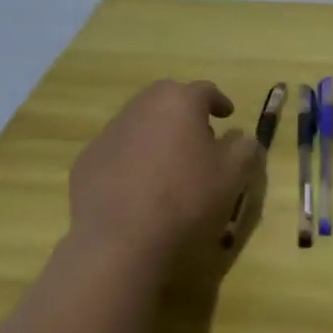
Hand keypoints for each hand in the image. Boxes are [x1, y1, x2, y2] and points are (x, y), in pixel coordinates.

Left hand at [67, 80, 258, 258]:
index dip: (219, 102)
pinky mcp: (87, 161)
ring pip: (139, 122)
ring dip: (157, 134)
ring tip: (169, 163)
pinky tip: (139, 187)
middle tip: (198, 136)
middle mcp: (142, 106)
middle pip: (167, 98)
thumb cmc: (187, 199)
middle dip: (184, 111)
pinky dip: (131, 158)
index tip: (227, 116)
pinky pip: (117, 150)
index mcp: (180, 102)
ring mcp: (109, 133)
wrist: (120, 242)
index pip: (205, 90)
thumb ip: (245, 149)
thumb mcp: (233, 175)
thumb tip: (245, 139)